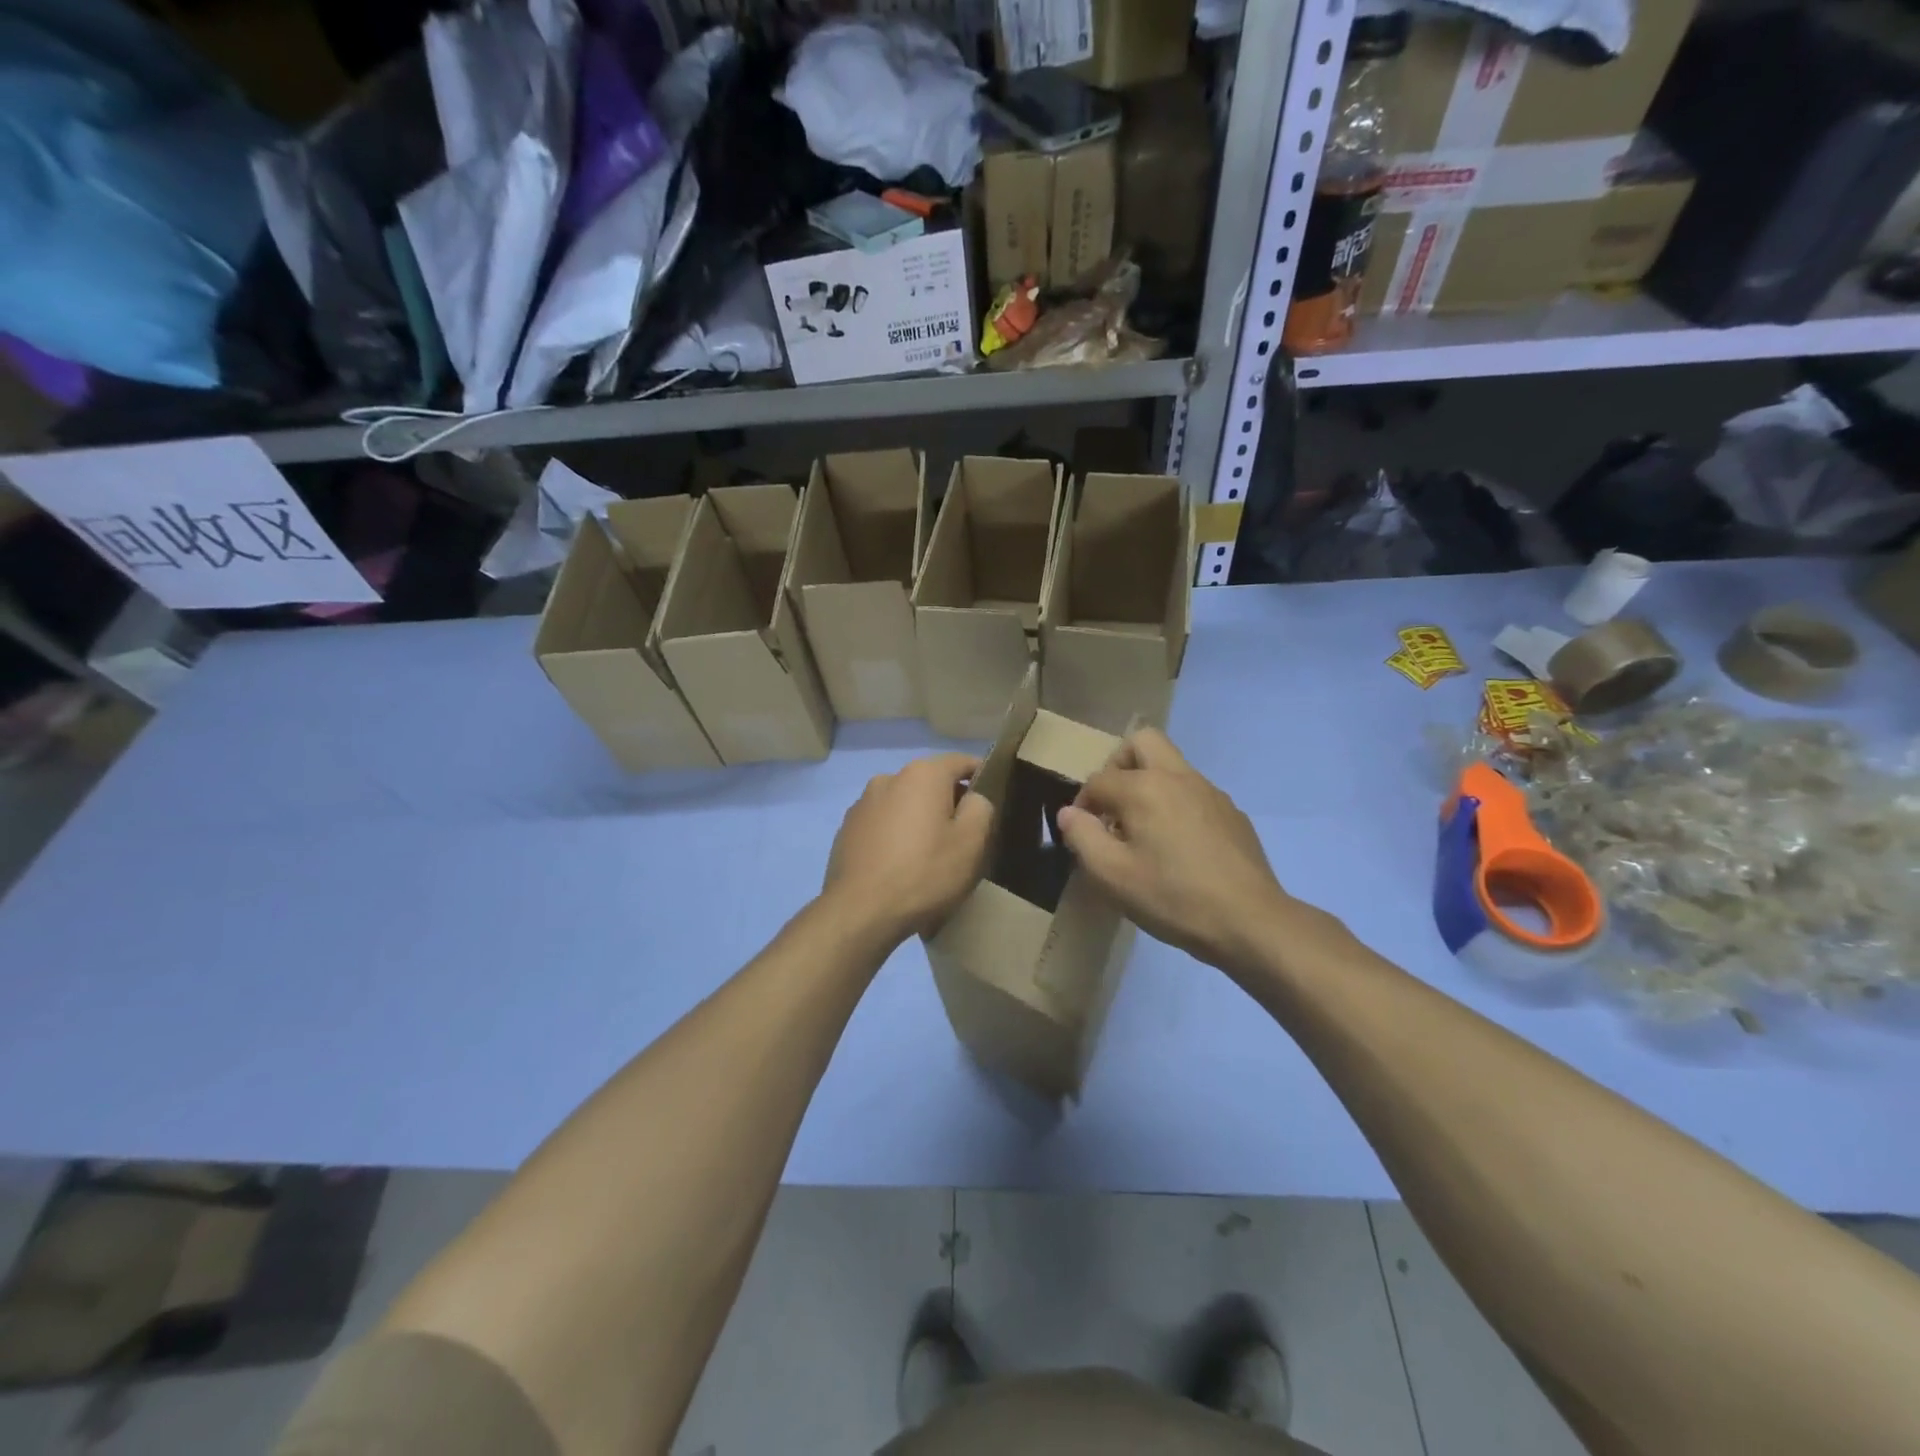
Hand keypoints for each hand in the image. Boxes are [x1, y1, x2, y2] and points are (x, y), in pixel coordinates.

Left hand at [823, 752, 993, 942]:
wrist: (860, 911)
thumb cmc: (924, 873)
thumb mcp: (971, 842)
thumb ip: (981, 808)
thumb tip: (973, 799)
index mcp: (922, 774)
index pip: (961, 762)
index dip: (980, 776)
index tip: (991, 798)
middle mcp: (889, 777)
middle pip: (930, 783)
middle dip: (947, 801)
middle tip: (962, 836)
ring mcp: (862, 803)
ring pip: (903, 803)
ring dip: (918, 819)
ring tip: (928, 854)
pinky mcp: (847, 829)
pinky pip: (882, 824)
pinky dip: (895, 835)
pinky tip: (899, 865)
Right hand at [1055, 728, 1299, 972]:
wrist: (1250, 921)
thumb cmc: (1172, 897)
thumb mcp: (1112, 875)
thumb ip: (1082, 836)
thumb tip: (1069, 814)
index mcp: (1145, 787)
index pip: (1099, 779)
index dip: (1082, 804)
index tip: (1084, 835)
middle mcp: (1178, 777)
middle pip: (1142, 742)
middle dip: (1118, 766)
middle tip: (1112, 806)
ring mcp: (1211, 792)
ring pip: (1171, 766)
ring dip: (1148, 785)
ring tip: (1144, 833)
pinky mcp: (1232, 813)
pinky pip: (1194, 793)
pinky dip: (1176, 805)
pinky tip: (1179, 849)